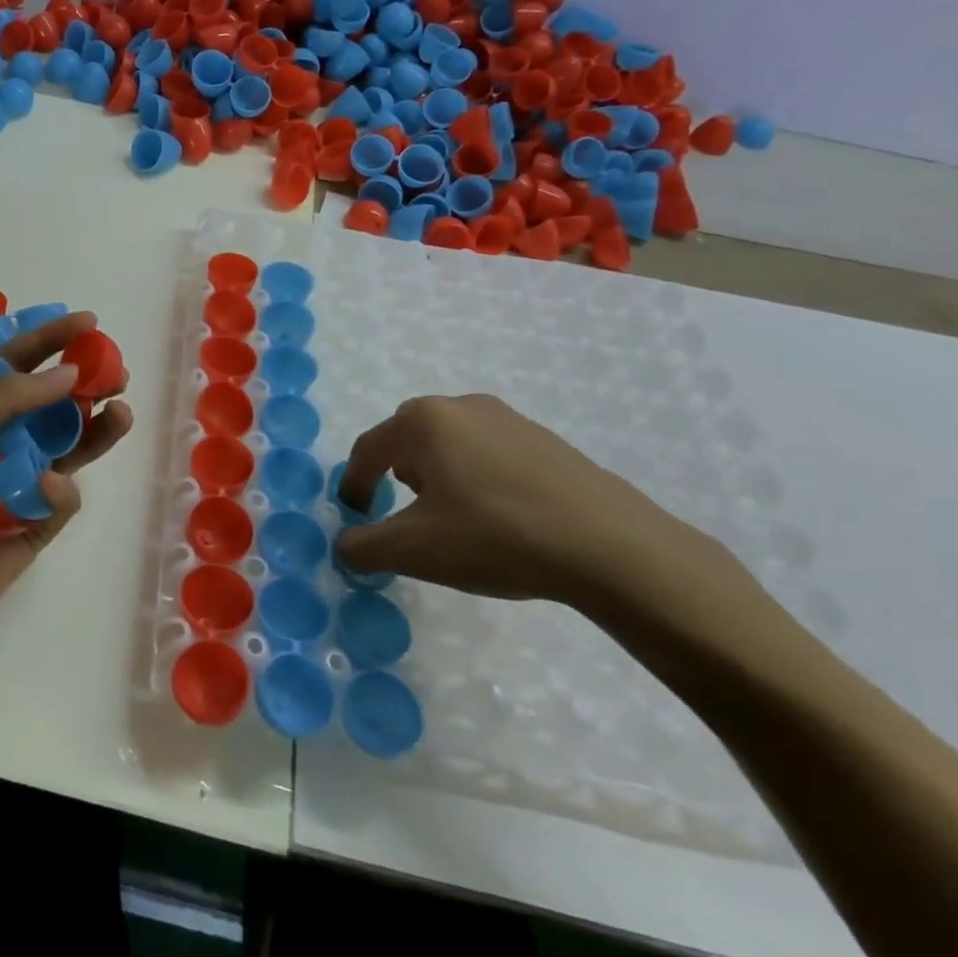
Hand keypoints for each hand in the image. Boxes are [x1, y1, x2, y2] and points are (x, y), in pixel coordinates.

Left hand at [0, 311, 132, 637]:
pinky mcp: (40, 521)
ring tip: (121, 412)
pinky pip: (63, 496)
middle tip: (117, 374)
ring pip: (74, 446)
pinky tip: (47, 487)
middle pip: (58, 403)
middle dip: (89, 384)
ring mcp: (26, 480)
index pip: (21, 364)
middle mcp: (7, 439)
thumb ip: (7, 396)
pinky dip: (59, 490)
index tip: (89, 323)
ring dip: (98, 428)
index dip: (52, 340)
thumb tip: (68, 373)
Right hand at [334, 394, 734, 610]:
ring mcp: (510, 420)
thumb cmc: (495, 536)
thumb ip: (364, 546)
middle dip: (398, 473)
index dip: (354, 483)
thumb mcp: (414, 550)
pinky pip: (492, 454)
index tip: (355, 516)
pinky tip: (499, 519)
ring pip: (453, 444)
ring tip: (453, 518)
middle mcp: (462, 406)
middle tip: (404, 511)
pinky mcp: (547, 442)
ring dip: (441, 475)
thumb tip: (345, 545)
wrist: (612, 547)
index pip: (370, 448)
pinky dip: (479, 479)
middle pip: (410, 437)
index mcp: (424, 421)